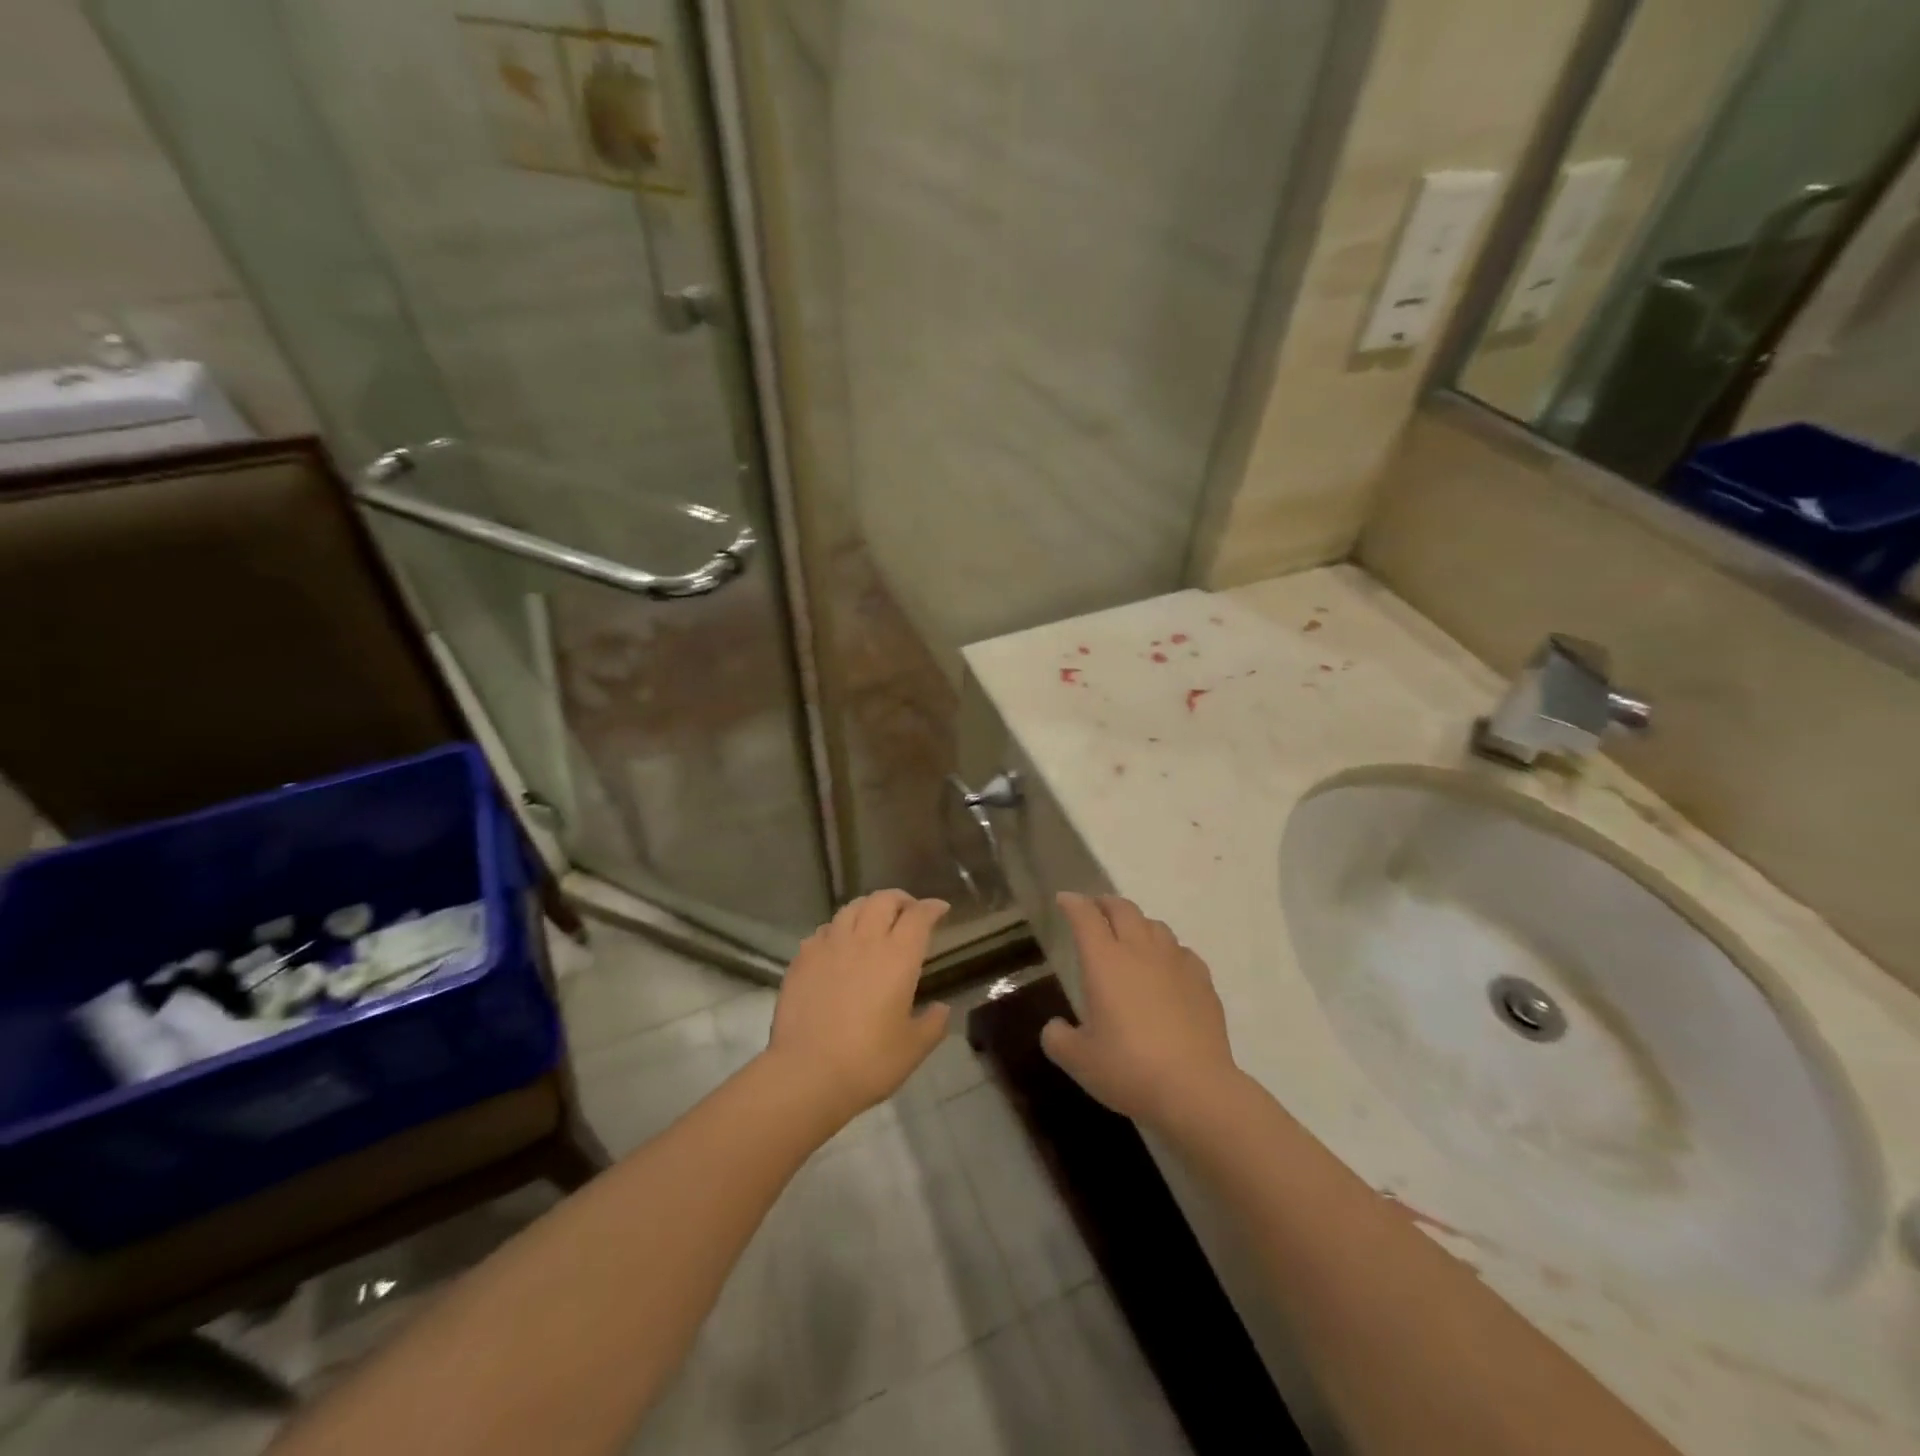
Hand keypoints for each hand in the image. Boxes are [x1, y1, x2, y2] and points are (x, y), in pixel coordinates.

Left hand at [766, 890, 950, 1124]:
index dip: (932, 908)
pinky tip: (839, 945)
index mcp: (898, 956)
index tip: (941, 909)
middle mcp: (865, 940)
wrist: (806, 1073)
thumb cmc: (869, 1061)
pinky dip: (838, 929)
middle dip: (901, 899)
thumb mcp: (914, 1048)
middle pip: (884, 900)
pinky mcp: (803, 958)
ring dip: (869, 908)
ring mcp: (830, 945)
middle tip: (908, 912)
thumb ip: (933, 1023)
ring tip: (873, 921)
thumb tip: (941, 1008)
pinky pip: (824, 929)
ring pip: (852, 907)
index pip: (919, 916)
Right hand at [1041, 892, 1239, 1127]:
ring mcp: (1175, 962)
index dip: (1073, 904)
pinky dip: (1167, 950)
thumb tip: (1056, 1027)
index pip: (1085, 917)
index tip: (1064, 900)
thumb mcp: (1078, 1060)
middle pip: (1123, 909)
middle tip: (1095, 910)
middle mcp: (1140, 951)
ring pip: (1155, 925)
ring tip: (1130, 936)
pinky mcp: (1202, 980)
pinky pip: (1181, 951)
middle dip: (1105, 904)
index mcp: (1104, 961)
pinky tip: (1166, 967)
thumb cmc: (1128, 1068)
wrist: (1195, 1088)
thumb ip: (1058, 1038)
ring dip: (1137, 923)